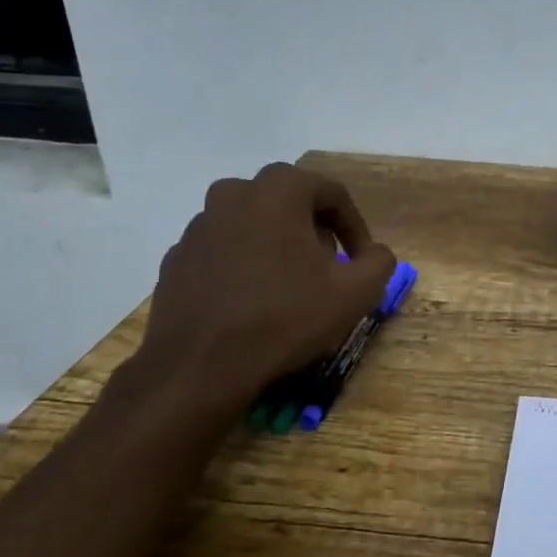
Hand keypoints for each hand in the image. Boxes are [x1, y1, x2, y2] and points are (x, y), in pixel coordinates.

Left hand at [127, 164, 397, 412]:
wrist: (200, 366)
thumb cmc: (285, 318)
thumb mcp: (355, 292)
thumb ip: (379, 262)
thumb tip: (375, 254)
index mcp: (278, 190)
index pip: (332, 194)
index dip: (355, 228)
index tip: (362, 262)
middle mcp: (233, 194)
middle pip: (290, 203)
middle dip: (315, 232)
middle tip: (328, 270)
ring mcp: (198, 225)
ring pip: (253, 225)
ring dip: (278, 246)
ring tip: (290, 288)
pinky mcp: (177, 258)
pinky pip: (223, 251)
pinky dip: (243, 266)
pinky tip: (252, 302)